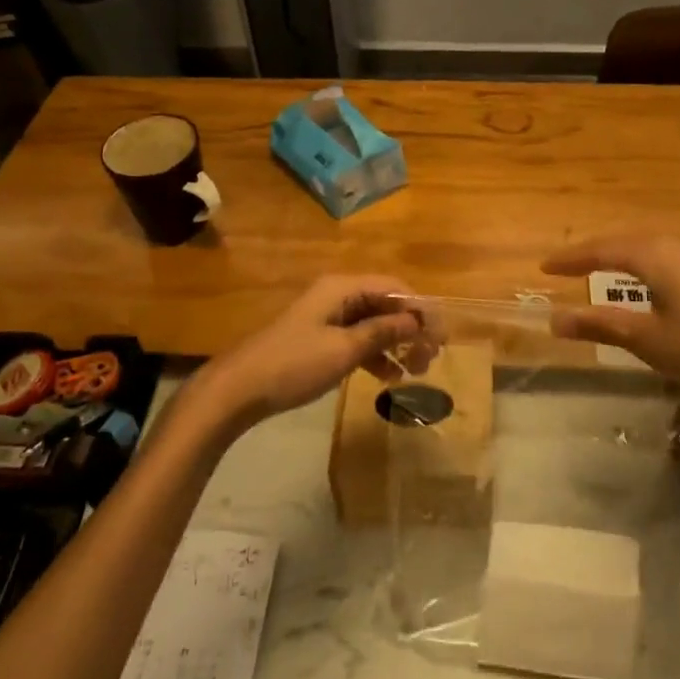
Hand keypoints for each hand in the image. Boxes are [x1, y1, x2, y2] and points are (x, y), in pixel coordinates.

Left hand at [195, 275, 440, 426]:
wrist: (239, 390)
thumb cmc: (294, 364)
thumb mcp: (344, 350)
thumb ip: (383, 333)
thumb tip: (417, 321)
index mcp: (342, 288)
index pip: (394, 288)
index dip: (420, 309)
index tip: (440, 337)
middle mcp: (337, 296)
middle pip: (385, 305)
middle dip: (410, 328)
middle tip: (430, 358)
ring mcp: (326, 318)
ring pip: (373, 324)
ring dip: (396, 344)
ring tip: (415, 372)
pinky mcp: (319, 339)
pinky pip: (357, 339)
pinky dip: (375, 354)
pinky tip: (389, 377)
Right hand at [542, 236, 679, 436]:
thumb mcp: (648, 340)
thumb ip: (601, 325)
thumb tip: (555, 319)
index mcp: (656, 255)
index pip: (603, 249)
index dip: (572, 259)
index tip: (545, 267)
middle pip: (630, 242)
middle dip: (600, 253)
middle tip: (575, 267)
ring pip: (659, 248)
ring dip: (631, 259)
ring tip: (614, 274)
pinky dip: (658, 268)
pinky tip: (664, 289)